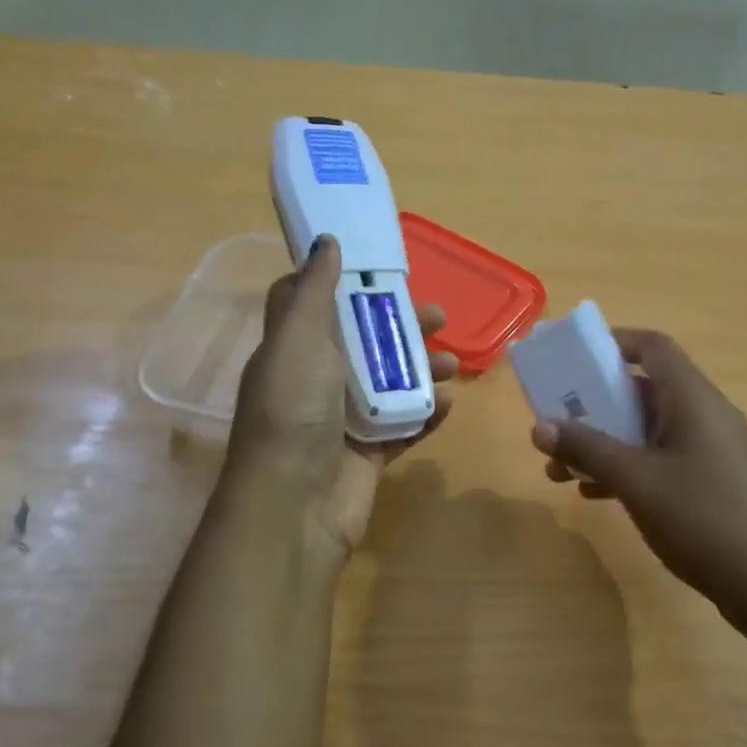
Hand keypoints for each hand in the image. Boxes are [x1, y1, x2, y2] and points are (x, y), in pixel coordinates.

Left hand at [227, 236, 454, 565]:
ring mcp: (343, 421)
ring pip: (390, 384)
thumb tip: (325, 241)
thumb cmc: (293, 410)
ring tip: (454, 365)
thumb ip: (313, 291)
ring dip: (422, 370)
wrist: (294, 505)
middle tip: (440, 318)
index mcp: (292, 350)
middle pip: (363, 343)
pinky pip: (404, 426)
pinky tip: (449, 404)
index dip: (344, 285)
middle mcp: (315, 382)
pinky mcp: (368, 454)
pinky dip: (426, 413)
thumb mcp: (297, 339)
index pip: (314, 307)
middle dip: (401, 327)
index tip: (380, 269)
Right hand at [530, 328, 746, 650]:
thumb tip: (539, 426)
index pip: (653, 348)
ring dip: (604, 443)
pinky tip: (596, 495)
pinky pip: (662, 460)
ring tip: (561, 471)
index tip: (573, 361)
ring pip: (648, 431)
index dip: (613, 343)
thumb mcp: (636, 481)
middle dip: (594, 407)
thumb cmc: (705, 519)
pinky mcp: (714, 484)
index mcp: (693, 400)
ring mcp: (713, 452)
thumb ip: (587, 448)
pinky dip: (627, 468)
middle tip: (556, 425)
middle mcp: (705, 417)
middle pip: (643, 392)